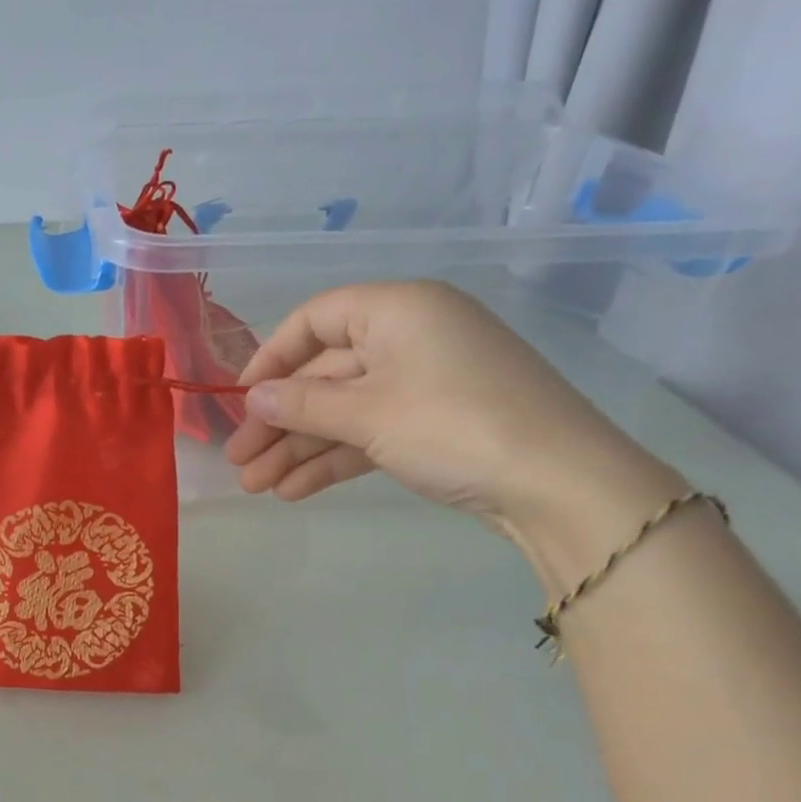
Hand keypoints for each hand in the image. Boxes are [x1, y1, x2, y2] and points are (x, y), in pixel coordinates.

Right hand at [226, 282, 684, 559]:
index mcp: (398, 311)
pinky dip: (333, 459)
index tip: (241, 401)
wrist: (561, 486)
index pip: (315, 320)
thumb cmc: (454, 427)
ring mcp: (424, 384)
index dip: (270, 358)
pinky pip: (369, 433)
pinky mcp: (434, 425)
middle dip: (278, 422)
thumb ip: (300, 404)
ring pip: (343, 411)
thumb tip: (250, 399)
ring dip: (298, 449)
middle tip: (239, 462)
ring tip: (257, 487)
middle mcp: (410, 338)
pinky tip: (294, 490)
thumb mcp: (367, 414)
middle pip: (325, 375)